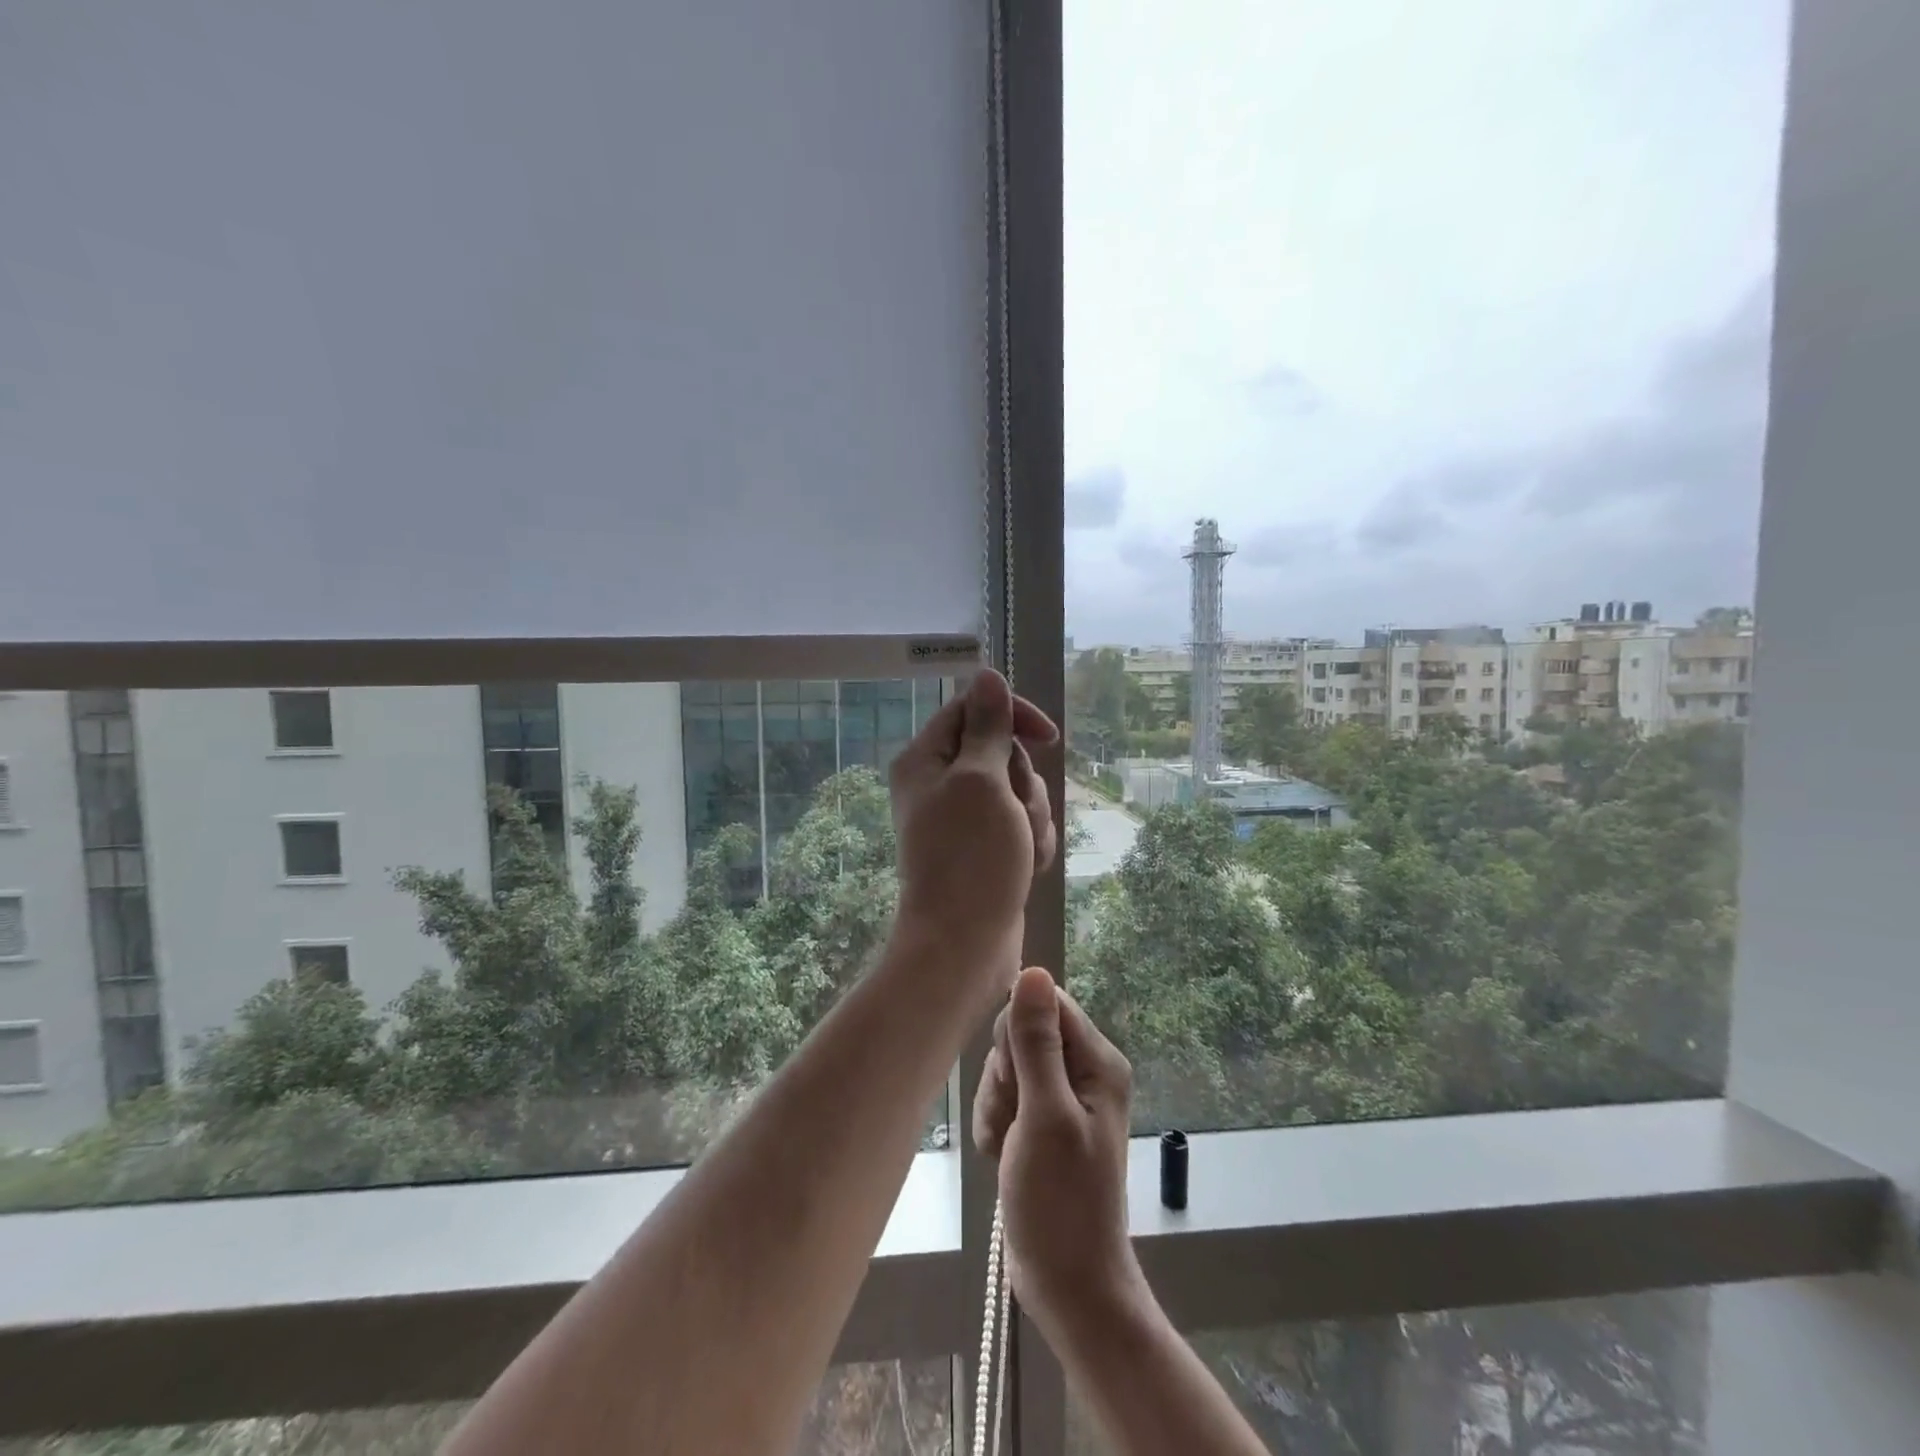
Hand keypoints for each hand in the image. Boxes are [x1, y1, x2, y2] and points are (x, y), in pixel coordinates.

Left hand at [888, 671, 1057, 996]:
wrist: (966, 944)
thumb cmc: (971, 857)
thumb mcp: (982, 780)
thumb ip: (988, 727)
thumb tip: (986, 674)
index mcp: (926, 759)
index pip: (973, 709)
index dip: (1013, 717)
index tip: (1048, 737)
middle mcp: (941, 783)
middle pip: (1003, 752)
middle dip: (1024, 782)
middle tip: (1016, 813)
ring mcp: (964, 819)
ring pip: (1020, 791)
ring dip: (1033, 816)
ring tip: (1022, 849)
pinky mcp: (986, 847)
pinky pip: (1022, 825)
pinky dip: (1031, 842)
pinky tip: (1026, 868)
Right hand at [973, 968, 1143, 1341]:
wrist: (1066, 1282)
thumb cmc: (1061, 1200)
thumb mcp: (1044, 1115)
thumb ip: (1036, 1042)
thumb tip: (1033, 971)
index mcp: (1097, 1060)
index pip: (1045, 1003)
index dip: (1017, 1033)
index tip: (1016, 1077)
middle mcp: (1082, 1070)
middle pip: (1020, 1034)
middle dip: (1004, 1076)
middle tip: (1017, 1118)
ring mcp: (1059, 1096)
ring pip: (1005, 1067)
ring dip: (996, 1105)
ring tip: (1010, 1145)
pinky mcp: (1038, 1119)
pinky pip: (1002, 1096)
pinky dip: (995, 1123)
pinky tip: (1002, 1154)